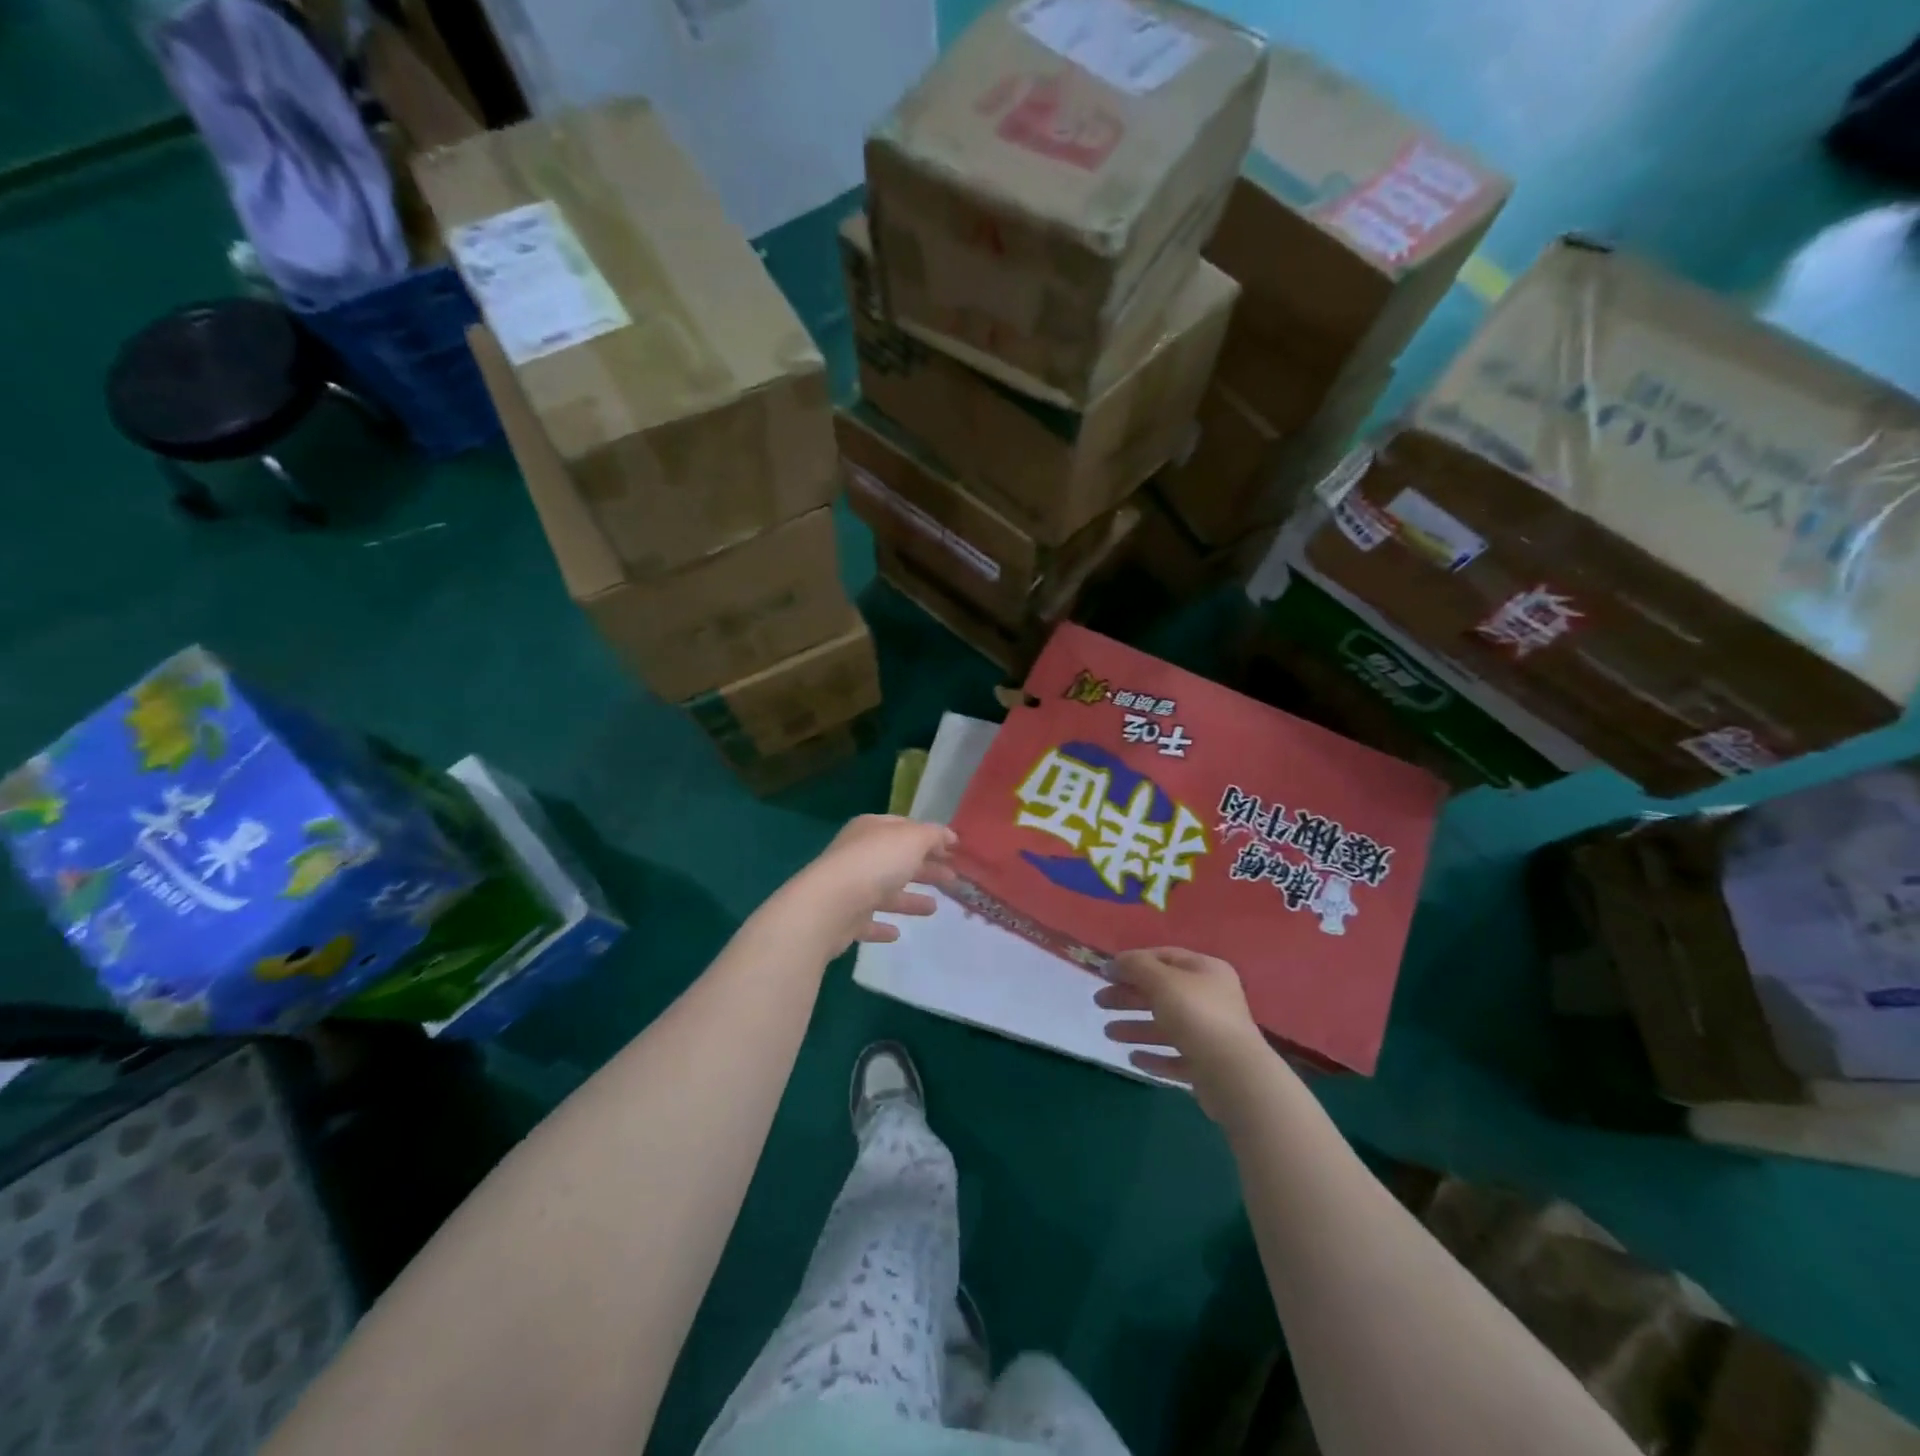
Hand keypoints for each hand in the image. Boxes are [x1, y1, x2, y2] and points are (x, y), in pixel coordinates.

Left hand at [782, 815, 956, 952]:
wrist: (830, 905)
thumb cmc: (876, 863)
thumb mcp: (912, 839)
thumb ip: (932, 835)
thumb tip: (947, 836)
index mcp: (872, 829)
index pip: (905, 828)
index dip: (930, 837)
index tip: (954, 851)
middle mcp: (859, 854)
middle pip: (898, 860)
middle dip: (925, 868)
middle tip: (953, 879)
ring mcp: (850, 887)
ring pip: (885, 892)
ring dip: (909, 899)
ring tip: (934, 908)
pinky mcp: (844, 918)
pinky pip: (868, 920)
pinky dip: (882, 926)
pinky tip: (897, 933)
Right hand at [1095, 948, 1273, 1117]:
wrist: (1234, 1076)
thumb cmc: (1196, 1016)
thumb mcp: (1161, 981)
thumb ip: (1136, 967)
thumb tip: (1114, 962)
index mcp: (1206, 971)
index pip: (1165, 957)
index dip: (1134, 962)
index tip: (1106, 972)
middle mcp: (1211, 998)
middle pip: (1162, 992)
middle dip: (1129, 996)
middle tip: (1099, 1002)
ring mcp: (1211, 1034)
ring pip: (1166, 1026)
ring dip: (1136, 1027)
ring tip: (1108, 1033)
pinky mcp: (1208, 1067)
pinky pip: (1175, 1057)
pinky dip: (1154, 1056)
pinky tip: (1134, 1059)